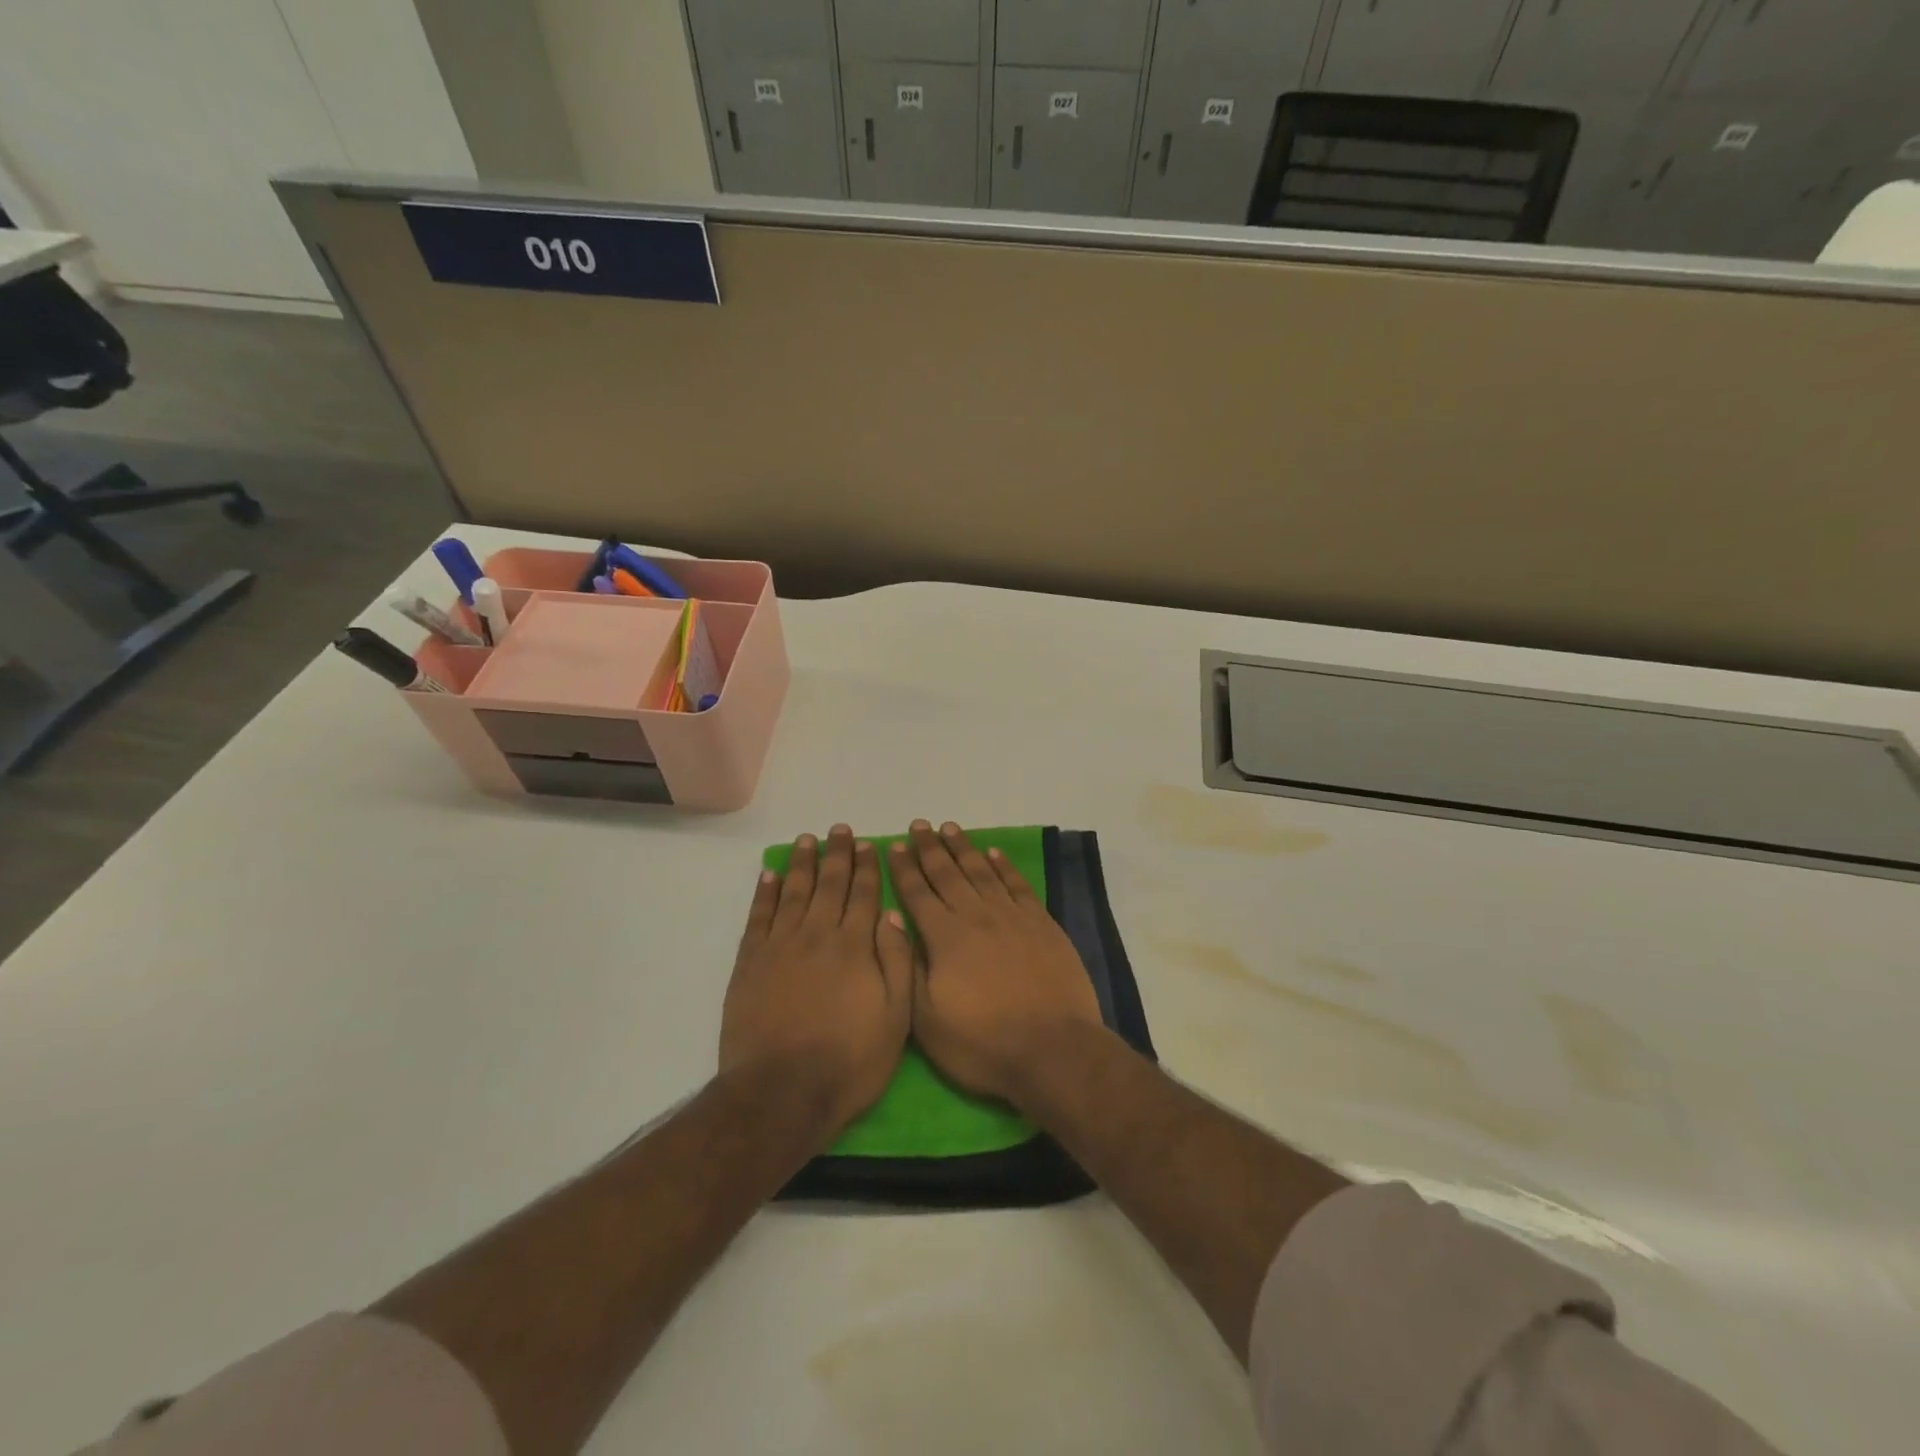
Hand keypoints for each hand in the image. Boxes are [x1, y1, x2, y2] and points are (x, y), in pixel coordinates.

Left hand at [720, 826, 913, 1136]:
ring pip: (793, 891)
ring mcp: (781, 946)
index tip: (869, 844)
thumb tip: (891, 914)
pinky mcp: (751, 962)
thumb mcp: (895, 1018)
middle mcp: (818, 935)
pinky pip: (759, 916)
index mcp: (855, 946)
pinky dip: (764, 893)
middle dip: (838, 855)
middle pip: (830, 885)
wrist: (781, 1092)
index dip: (867, 868)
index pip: (864, 895)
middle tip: (840, 830)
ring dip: (802, 863)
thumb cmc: (849, 1061)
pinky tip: (769, 875)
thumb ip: (897, 962)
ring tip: (808, 840)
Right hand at [890, 820, 1103, 1106]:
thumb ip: (910, 969)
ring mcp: (1012, 917)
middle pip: (948, 873)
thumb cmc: (983, 1044)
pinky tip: (994, 853)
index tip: (895, 845)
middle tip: (920, 824)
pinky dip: (1004, 866)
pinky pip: (1017, 884)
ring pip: (981, 871)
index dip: (904, 869)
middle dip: (930, 848)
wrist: (1053, 1049)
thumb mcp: (928, 1021)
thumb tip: (898, 925)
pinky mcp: (1041, 923)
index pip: (917, 894)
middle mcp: (976, 916)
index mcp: (945, 938)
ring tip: (950, 828)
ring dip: (963, 848)